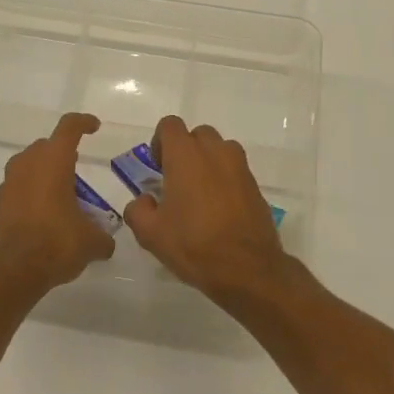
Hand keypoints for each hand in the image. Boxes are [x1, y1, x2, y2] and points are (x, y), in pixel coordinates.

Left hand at [0, 113, 115, 297]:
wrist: (8, 272)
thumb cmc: (54, 244)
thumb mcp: (90, 243)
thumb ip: (102, 237)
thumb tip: (106, 243)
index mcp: (53, 162)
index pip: (69, 128)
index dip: (83, 123)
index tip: (94, 127)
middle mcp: (27, 166)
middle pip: (45, 147)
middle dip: (62, 154)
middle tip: (77, 171)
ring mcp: (7, 185)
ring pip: (28, 168)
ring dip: (44, 176)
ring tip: (62, 197)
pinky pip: (17, 191)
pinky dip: (30, 197)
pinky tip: (43, 219)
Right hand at [123, 116, 294, 311]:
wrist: (246, 268)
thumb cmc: (193, 244)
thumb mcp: (150, 233)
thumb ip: (138, 210)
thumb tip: (143, 201)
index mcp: (185, 155)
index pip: (170, 125)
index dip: (160, 142)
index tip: (158, 168)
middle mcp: (215, 152)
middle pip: (197, 134)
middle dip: (185, 150)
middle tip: (176, 181)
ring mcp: (239, 167)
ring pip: (220, 150)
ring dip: (208, 162)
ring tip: (200, 193)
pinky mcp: (255, 186)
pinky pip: (235, 170)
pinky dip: (225, 179)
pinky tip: (218, 210)